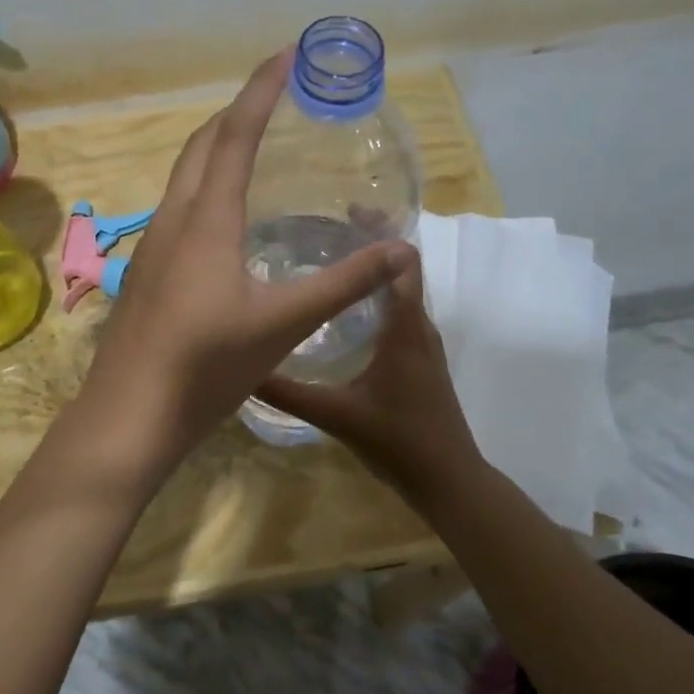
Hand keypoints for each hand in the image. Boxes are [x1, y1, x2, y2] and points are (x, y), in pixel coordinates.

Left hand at [76, 47, 412, 472]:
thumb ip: (343, 284)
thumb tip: (402, 251)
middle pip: (202, 144)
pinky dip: (207, 185)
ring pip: (185, 175)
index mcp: (206, 218)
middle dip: (238, 110)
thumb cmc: (205, 365)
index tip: (287, 54)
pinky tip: (228, 216)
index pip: (235, 134)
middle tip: (277, 96)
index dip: (261, 89)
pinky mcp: (149, 270)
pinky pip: (180, 205)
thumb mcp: (283, 324)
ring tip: (256, 144)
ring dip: (217, 146)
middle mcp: (174, 218)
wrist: (129, 414)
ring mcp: (154, 244)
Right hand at [256, 250, 485, 507]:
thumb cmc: (399, 441)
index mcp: (406, 329)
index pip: (404, 262)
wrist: (449, 481)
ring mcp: (423, 343)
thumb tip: (244, 367)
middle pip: (402, 269)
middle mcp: (420, 327)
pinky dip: (376, 297)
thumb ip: (289, 392)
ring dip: (373, 272)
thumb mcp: (337, 415)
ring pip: (401, 292)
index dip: (382, 232)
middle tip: (323, 231)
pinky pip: (400, 313)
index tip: (346, 212)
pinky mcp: (420, 359)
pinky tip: (342, 309)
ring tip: (328, 259)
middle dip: (370, 245)